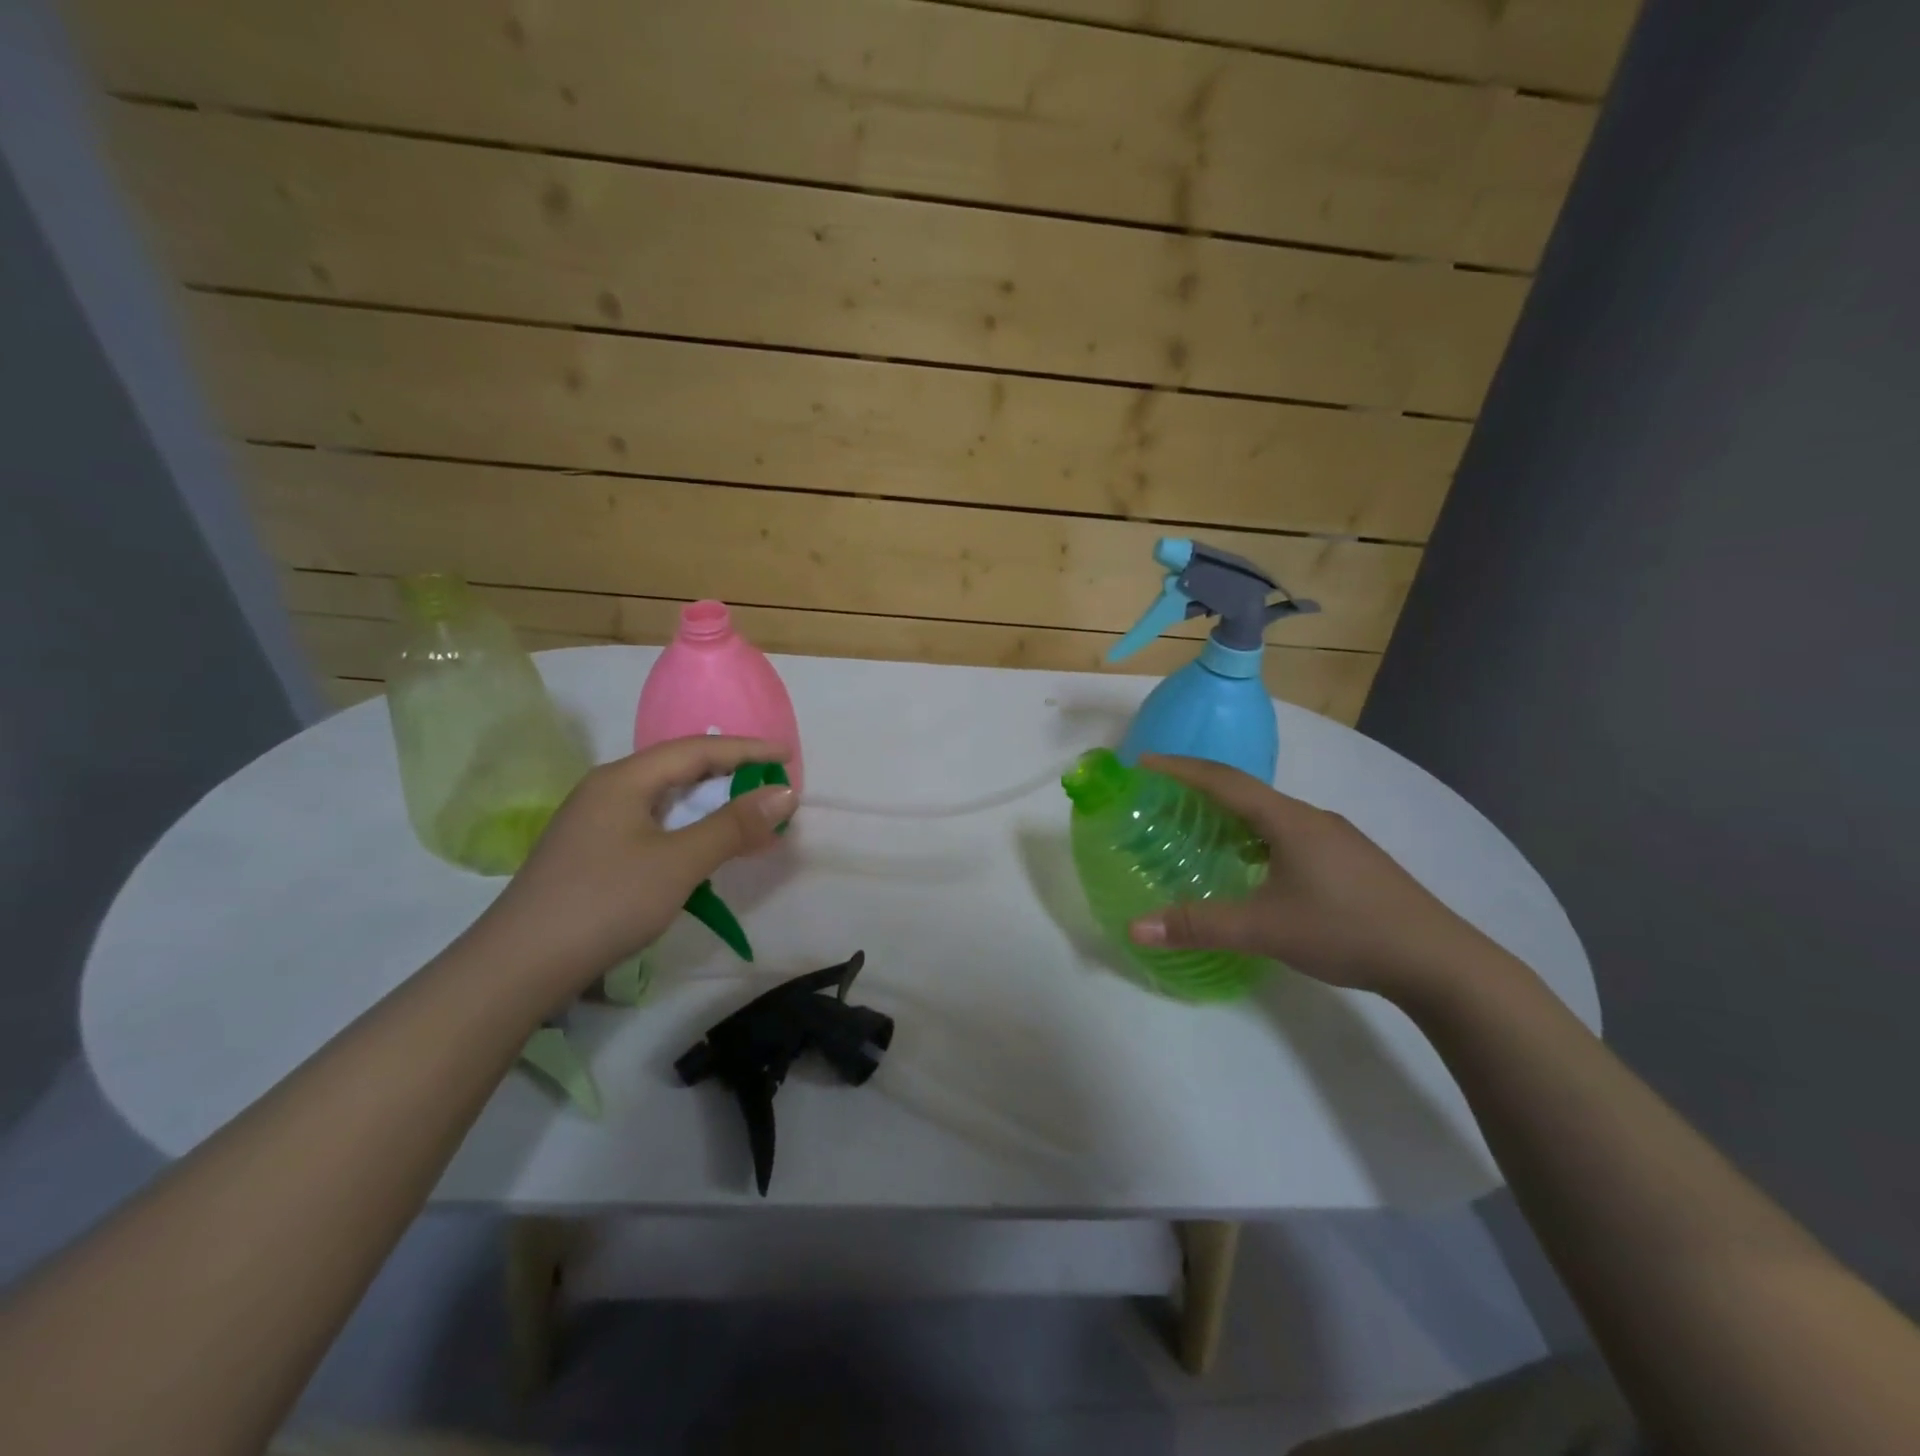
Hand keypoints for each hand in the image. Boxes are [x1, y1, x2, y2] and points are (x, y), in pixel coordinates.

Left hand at [468, 736, 796, 1001]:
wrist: (518, 967)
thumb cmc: (605, 902)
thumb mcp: (679, 862)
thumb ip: (733, 825)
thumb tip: (784, 792)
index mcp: (624, 778)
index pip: (697, 749)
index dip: (746, 749)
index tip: (788, 755)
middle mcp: (607, 789)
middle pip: (679, 769)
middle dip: (730, 776)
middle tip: (772, 788)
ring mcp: (594, 822)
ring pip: (665, 800)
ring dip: (710, 806)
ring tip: (748, 818)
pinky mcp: (591, 852)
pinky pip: (652, 825)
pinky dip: (688, 829)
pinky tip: (702, 849)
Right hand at [1127, 754, 1491, 1000]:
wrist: (1438, 960)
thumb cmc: (1345, 930)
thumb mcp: (1263, 929)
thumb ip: (1197, 925)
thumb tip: (1134, 927)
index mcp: (1288, 820)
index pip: (1223, 780)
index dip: (1179, 769)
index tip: (1142, 764)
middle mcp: (1311, 817)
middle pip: (1245, 791)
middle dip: (1199, 788)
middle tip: (1161, 797)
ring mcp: (1336, 837)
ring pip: (1270, 814)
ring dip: (1230, 814)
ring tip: (1198, 829)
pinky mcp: (1350, 859)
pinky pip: (1288, 833)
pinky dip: (1256, 837)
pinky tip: (1252, 866)